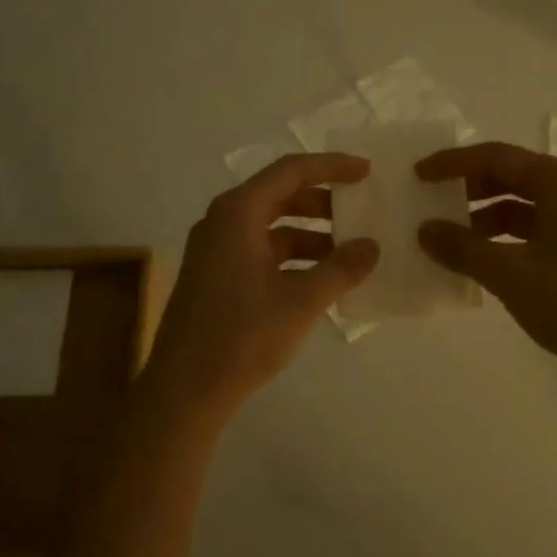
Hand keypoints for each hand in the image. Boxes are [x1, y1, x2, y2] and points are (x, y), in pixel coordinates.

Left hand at [142, 153, 379, 417]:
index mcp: (238, 212)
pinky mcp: (216, 277)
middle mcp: (222, 222)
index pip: (291, 171)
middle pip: (279, 195)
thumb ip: (341, 268)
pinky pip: (261, 251)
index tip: (366, 172)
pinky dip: (292, 257)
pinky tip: (320, 278)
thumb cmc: (242, 336)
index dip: (332, 166)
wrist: (185, 390)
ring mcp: (216, 250)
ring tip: (348, 250)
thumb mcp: (301, 300)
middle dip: (323, 202)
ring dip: (310, 233)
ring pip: (271, 226)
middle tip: (361, 211)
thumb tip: (371, 246)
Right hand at [416, 142, 556, 393]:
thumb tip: (424, 230)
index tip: (419, 174)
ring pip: (525, 206)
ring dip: (486, 218)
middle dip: (469, 189)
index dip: (453, 164)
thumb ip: (462, 248)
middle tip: (432, 203)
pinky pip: (539, 229)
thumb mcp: (510, 274)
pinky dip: (508, 238)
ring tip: (452, 239)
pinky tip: (484, 259)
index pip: (496, 157)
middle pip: (512, 177)